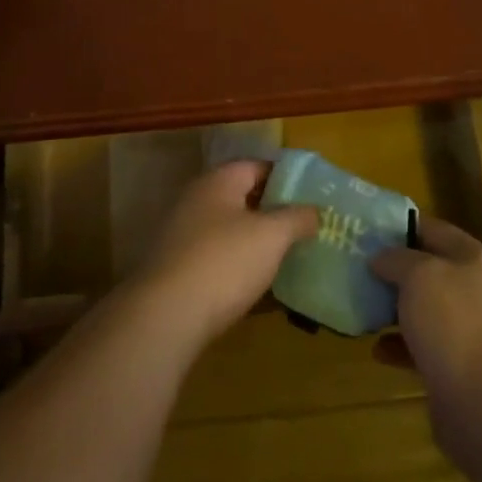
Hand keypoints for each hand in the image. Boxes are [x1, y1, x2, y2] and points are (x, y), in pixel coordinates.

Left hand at [125, 161, 317, 352]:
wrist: (166, 316)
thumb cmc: (224, 262)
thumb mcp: (272, 235)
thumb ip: (297, 217)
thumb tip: (314, 210)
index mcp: (218, 181)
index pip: (257, 166)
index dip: (287, 177)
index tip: (314, 195)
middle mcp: (196, 200)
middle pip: (242, 196)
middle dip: (274, 209)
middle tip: (307, 225)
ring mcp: (183, 234)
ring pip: (230, 228)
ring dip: (257, 239)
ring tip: (289, 253)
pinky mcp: (178, 268)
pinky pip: (218, 256)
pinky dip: (239, 263)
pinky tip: (259, 280)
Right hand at [370, 219, 481, 476]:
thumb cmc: (453, 324)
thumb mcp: (418, 276)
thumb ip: (396, 259)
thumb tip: (380, 258)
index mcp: (474, 259)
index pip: (434, 229)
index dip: (400, 226)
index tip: (366, 230)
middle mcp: (477, 290)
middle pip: (429, 270)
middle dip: (393, 270)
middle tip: (356, 269)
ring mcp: (471, 330)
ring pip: (425, 309)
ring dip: (394, 309)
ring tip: (362, 307)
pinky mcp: (460, 366)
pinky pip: (423, 346)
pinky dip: (400, 346)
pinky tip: (376, 350)